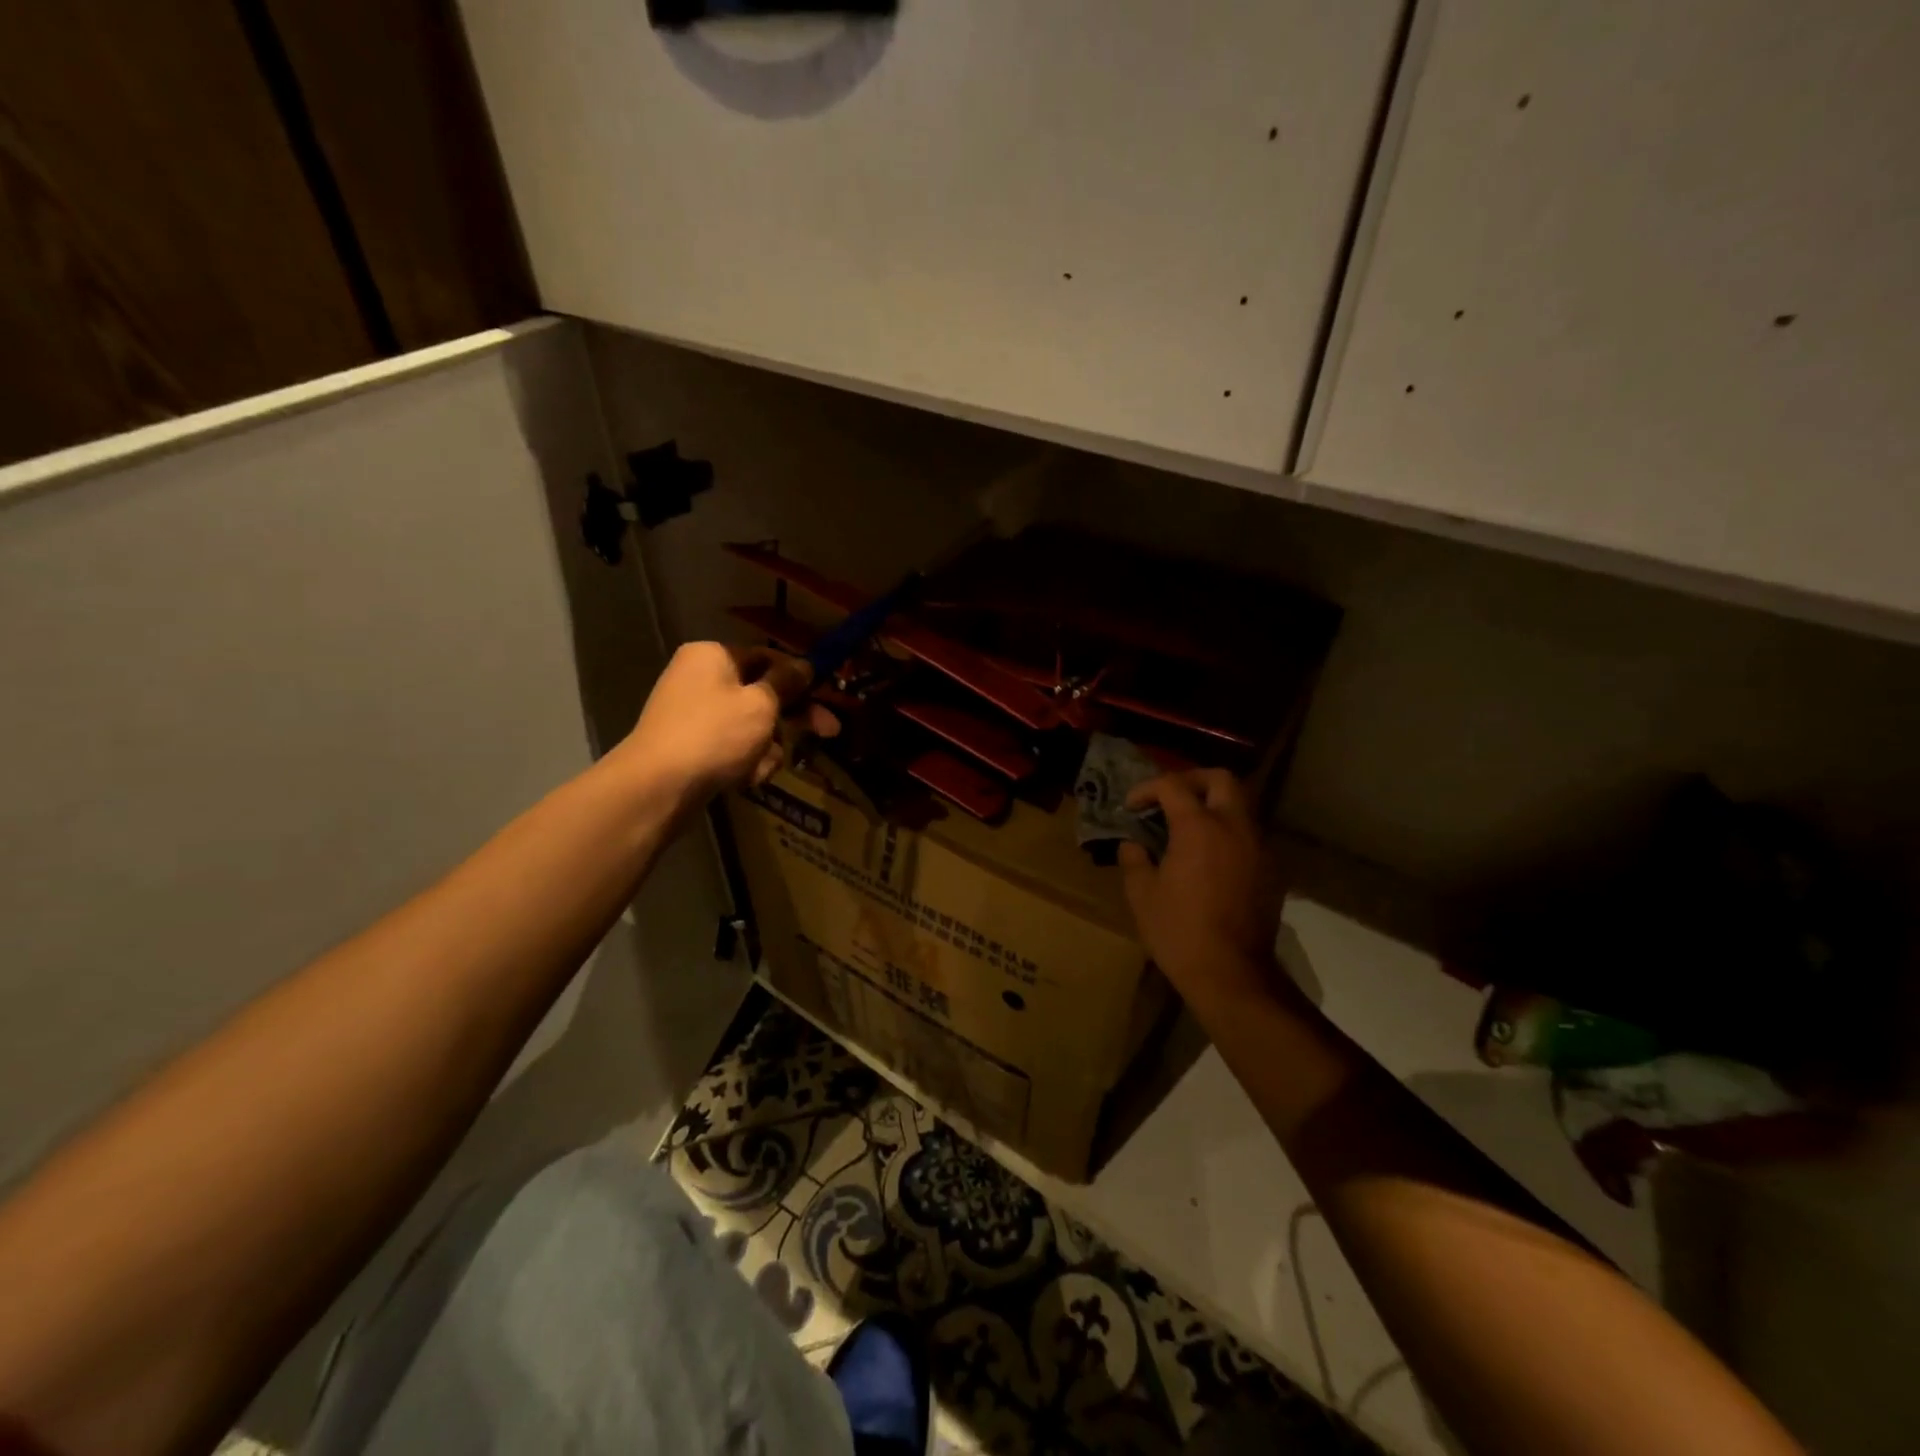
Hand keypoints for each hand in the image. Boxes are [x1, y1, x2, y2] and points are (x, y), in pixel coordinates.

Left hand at [616, 642, 837, 799]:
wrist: (658, 787)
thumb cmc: (715, 735)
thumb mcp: (761, 704)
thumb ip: (786, 683)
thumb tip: (805, 665)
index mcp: (713, 656)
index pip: (767, 657)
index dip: (799, 677)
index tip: (827, 695)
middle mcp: (700, 679)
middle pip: (761, 693)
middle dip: (793, 717)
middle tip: (830, 732)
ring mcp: (693, 715)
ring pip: (751, 726)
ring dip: (767, 747)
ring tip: (760, 767)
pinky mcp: (691, 747)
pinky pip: (732, 748)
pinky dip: (745, 762)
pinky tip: (745, 780)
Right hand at [1118, 769, 1287, 1006]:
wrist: (1232, 974)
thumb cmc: (1179, 932)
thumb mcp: (1141, 895)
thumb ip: (1134, 859)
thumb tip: (1133, 844)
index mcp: (1199, 827)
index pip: (1173, 785)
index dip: (1147, 789)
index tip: (1131, 806)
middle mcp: (1234, 826)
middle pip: (1220, 779)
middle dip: (1191, 779)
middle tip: (1169, 797)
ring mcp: (1258, 847)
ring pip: (1240, 805)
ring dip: (1213, 805)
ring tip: (1189, 826)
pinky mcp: (1271, 869)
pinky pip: (1249, 834)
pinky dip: (1228, 832)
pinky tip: (1210, 857)